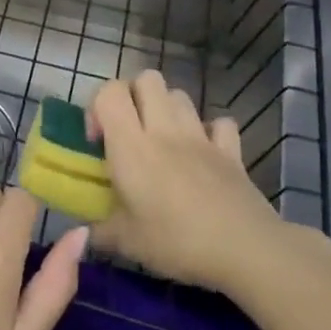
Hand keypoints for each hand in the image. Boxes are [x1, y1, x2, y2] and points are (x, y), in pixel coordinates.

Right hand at [87, 71, 287, 294]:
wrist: (246, 250)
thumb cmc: (176, 241)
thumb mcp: (126, 242)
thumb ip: (99, 231)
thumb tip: (83, 234)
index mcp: (131, 145)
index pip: (109, 92)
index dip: (97, 106)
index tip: (97, 141)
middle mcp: (164, 130)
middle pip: (147, 79)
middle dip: (133, 96)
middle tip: (128, 131)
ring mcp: (201, 137)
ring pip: (180, 95)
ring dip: (166, 109)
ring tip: (162, 141)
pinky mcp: (232, 152)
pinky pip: (220, 123)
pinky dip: (209, 131)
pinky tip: (203, 153)